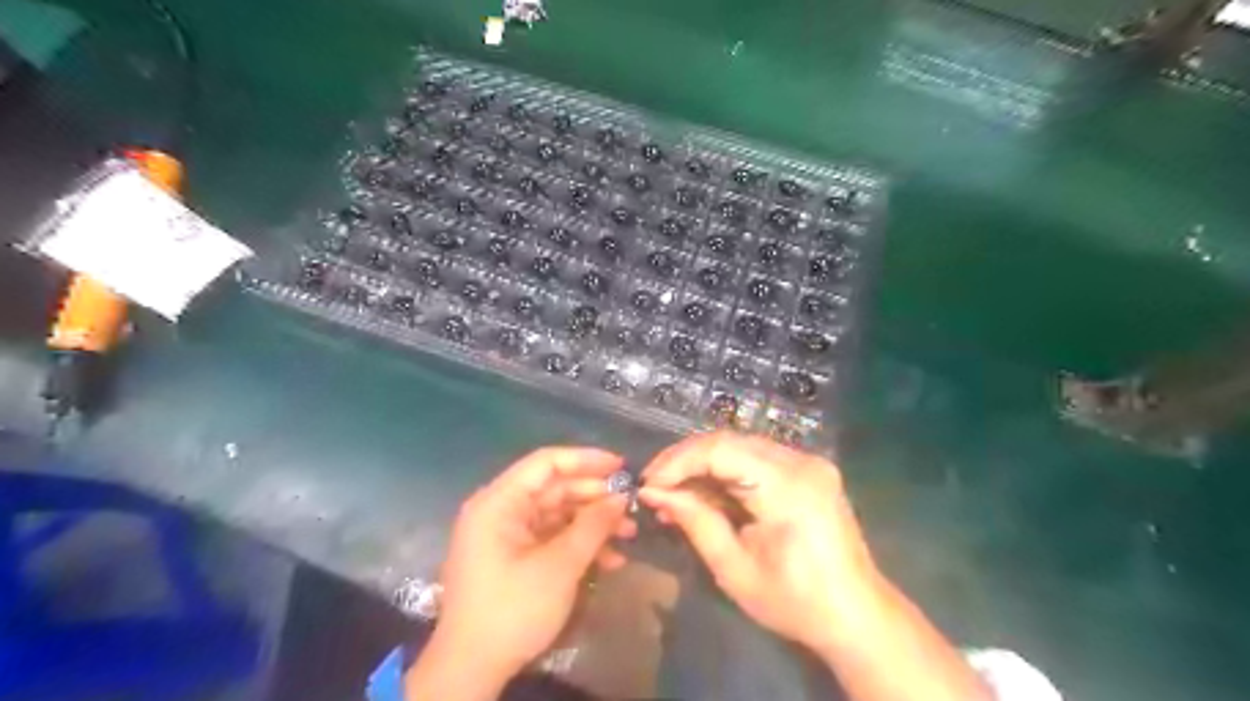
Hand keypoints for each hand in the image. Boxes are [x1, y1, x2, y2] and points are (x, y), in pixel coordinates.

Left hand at [414, 446, 634, 698]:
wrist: (472, 670)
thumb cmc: (513, 609)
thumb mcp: (559, 566)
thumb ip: (593, 526)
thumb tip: (621, 498)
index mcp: (499, 502)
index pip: (546, 463)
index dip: (586, 460)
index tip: (622, 467)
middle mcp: (500, 510)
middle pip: (554, 488)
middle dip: (595, 497)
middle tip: (631, 506)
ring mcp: (507, 535)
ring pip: (558, 514)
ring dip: (593, 523)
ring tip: (629, 533)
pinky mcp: (514, 556)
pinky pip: (551, 537)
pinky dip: (579, 544)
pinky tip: (610, 559)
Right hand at [645, 429, 875, 654]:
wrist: (856, 614)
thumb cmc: (795, 602)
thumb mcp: (734, 569)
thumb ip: (694, 521)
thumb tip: (653, 493)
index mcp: (788, 487)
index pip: (720, 450)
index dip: (678, 461)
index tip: (648, 484)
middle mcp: (801, 461)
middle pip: (729, 441)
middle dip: (685, 460)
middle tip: (655, 486)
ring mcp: (808, 461)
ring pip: (740, 445)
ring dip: (703, 464)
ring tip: (673, 492)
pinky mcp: (808, 469)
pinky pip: (755, 457)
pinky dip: (725, 471)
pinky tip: (705, 492)